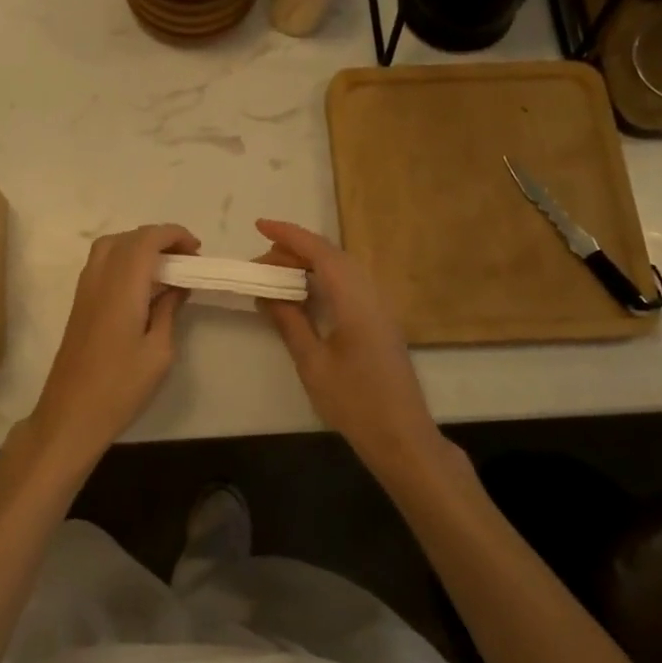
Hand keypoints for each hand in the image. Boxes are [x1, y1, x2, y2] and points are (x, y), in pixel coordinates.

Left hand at [29, 224, 199, 466]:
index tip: (196, 250)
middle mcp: (99, 279)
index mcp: (122, 287)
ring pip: (110, 247)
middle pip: (127, 238)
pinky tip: (141, 285)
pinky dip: (124, 260)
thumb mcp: (159, 352)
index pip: (146, 240)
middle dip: (158, 238)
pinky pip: (101, 264)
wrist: (70, 414)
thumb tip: (177, 287)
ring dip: (138, 246)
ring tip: (165, 268)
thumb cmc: (120, 387)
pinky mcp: (79, 304)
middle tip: (184, 259)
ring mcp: (84, 290)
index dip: (173, 234)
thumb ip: (168, 311)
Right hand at [252, 219, 440, 468]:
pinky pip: (350, 284)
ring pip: (343, 269)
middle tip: (259, 264)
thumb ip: (290, 322)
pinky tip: (305, 293)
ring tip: (276, 274)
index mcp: (355, 301)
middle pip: (332, 256)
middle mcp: (371, 295)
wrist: (402, 437)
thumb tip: (267, 293)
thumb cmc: (354, 402)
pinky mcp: (381, 321)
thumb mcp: (312, 363)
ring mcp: (380, 308)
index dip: (289, 235)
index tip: (260, 225)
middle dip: (295, 250)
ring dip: (309, 263)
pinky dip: (324, 278)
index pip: (320, 253)